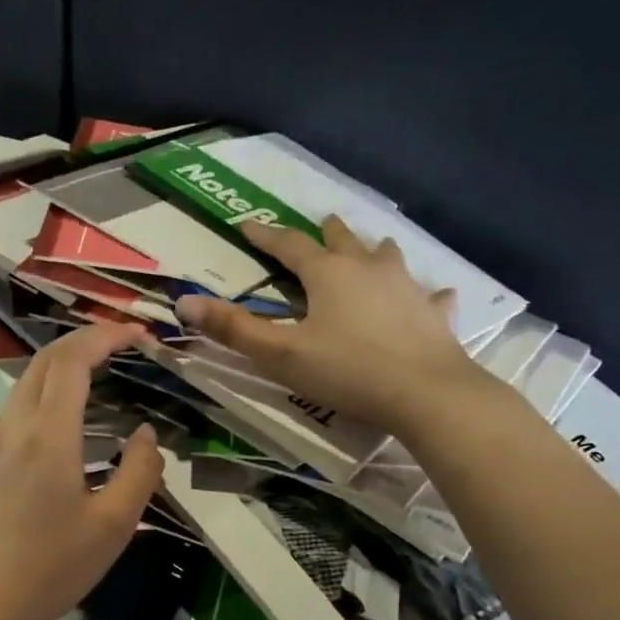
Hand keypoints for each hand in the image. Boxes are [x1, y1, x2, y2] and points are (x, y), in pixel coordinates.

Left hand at [0, 324, 163, 619]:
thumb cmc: (54, 566)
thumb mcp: (115, 524)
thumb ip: (139, 471)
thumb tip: (145, 434)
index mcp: (50, 435)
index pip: (73, 361)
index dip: (107, 337)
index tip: (140, 334)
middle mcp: (18, 427)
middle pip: (46, 359)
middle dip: (86, 340)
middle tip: (125, 344)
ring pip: (28, 380)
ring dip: (65, 363)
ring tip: (104, 371)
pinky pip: (21, 405)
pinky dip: (50, 388)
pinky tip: (72, 414)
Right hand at [174, 216, 484, 435]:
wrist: (425, 393)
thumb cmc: (347, 371)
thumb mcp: (280, 355)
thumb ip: (233, 329)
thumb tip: (184, 302)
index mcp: (328, 274)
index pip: (290, 245)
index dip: (266, 235)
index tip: (247, 225)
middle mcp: (369, 268)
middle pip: (344, 240)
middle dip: (327, 233)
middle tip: (321, 225)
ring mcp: (408, 288)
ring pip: (388, 256)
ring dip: (374, 251)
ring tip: (371, 252)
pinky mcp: (435, 314)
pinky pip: (431, 296)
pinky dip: (426, 295)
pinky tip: (433, 298)